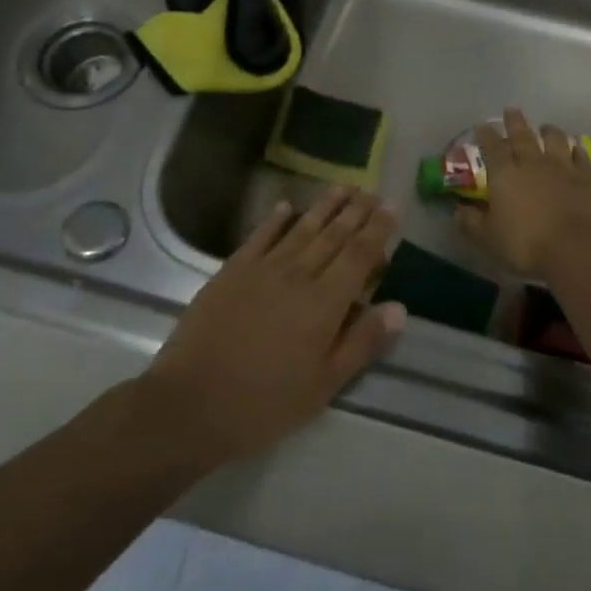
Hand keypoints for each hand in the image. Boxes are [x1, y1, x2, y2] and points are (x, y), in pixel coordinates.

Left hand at [141, 186, 404, 464]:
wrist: (190, 403)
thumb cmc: (264, 403)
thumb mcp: (323, 386)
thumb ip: (362, 343)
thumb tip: (400, 307)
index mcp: (325, 303)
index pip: (359, 255)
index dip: (378, 229)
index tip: (393, 205)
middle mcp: (298, 275)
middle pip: (333, 235)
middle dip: (356, 211)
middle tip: (373, 190)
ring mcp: (262, 269)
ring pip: (301, 228)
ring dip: (324, 206)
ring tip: (343, 186)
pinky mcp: (232, 271)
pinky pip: (260, 236)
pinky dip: (275, 219)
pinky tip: (286, 206)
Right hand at [455, 108, 590, 277]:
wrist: (576, 247)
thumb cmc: (526, 244)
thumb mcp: (488, 238)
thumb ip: (471, 222)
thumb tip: (458, 211)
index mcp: (504, 174)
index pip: (492, 147)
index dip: (486, 135)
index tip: (482, 125)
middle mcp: (532, 163)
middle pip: (522, 136)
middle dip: (515, 121)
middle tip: (511, 110)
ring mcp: (562, 167)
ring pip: (555, 139)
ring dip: (548, 131)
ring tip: (545, 127)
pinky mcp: (586, 177)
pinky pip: (581, 156)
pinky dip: (576, 149)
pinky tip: (576, 148)